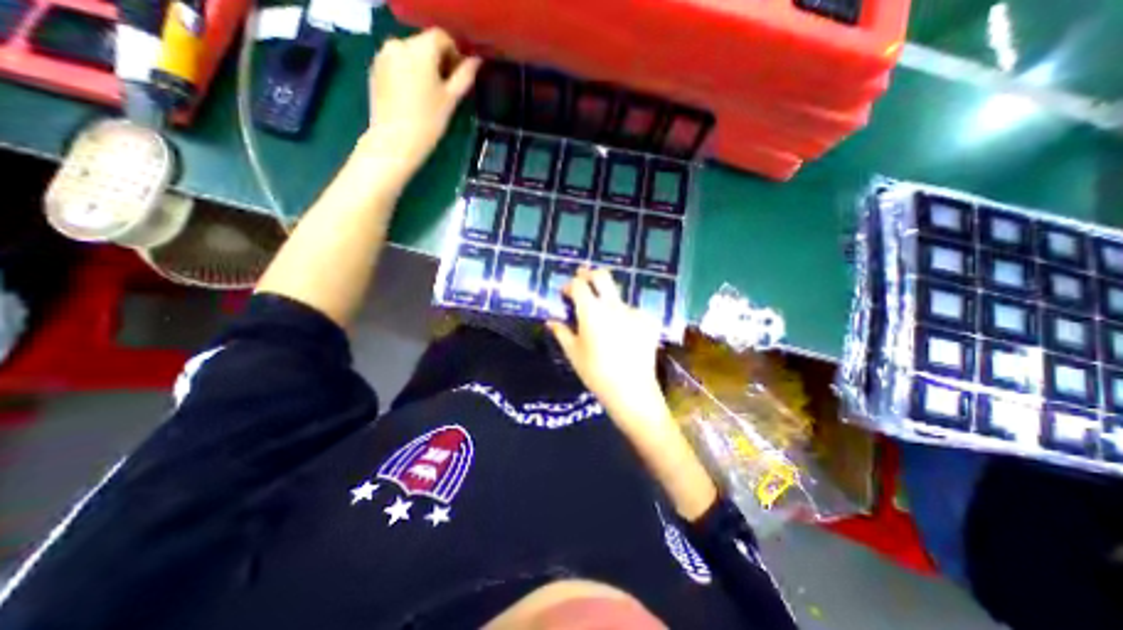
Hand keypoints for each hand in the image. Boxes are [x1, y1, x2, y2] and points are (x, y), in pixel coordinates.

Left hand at [361, 29, 480, 180]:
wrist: (395, 141)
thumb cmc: (428, 122)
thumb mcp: (451, 99)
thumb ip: (464, 76)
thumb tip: (476, 61)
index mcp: (420, 49)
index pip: (442, 37)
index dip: (455, 53)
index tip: (460, 76)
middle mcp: (399, 44)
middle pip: (425, 44)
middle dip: (439, 61)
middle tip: (447, 89)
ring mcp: (384, 55)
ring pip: (411, 54)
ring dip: (424, 67)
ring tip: (430, 95)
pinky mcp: (376, 69)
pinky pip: (398, 63)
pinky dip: (409, 73)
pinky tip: (414, 97)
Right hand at [548, 268, 665, 429]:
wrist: (631, 391)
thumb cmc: (595, 373)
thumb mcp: (573, 353)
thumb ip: (561, 332)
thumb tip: (550, 321)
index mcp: (591, 311)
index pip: (579, 284)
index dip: (571, 285)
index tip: (566, 293)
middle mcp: (613, 305)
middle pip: (602, 276)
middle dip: (590, 274)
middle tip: (583, 281)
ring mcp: (633, 311)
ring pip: (617, 296)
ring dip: (607, 300)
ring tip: (603, 319)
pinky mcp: (648, 321)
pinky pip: (632, 311)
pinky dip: (623, 316)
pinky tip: (622, 333)